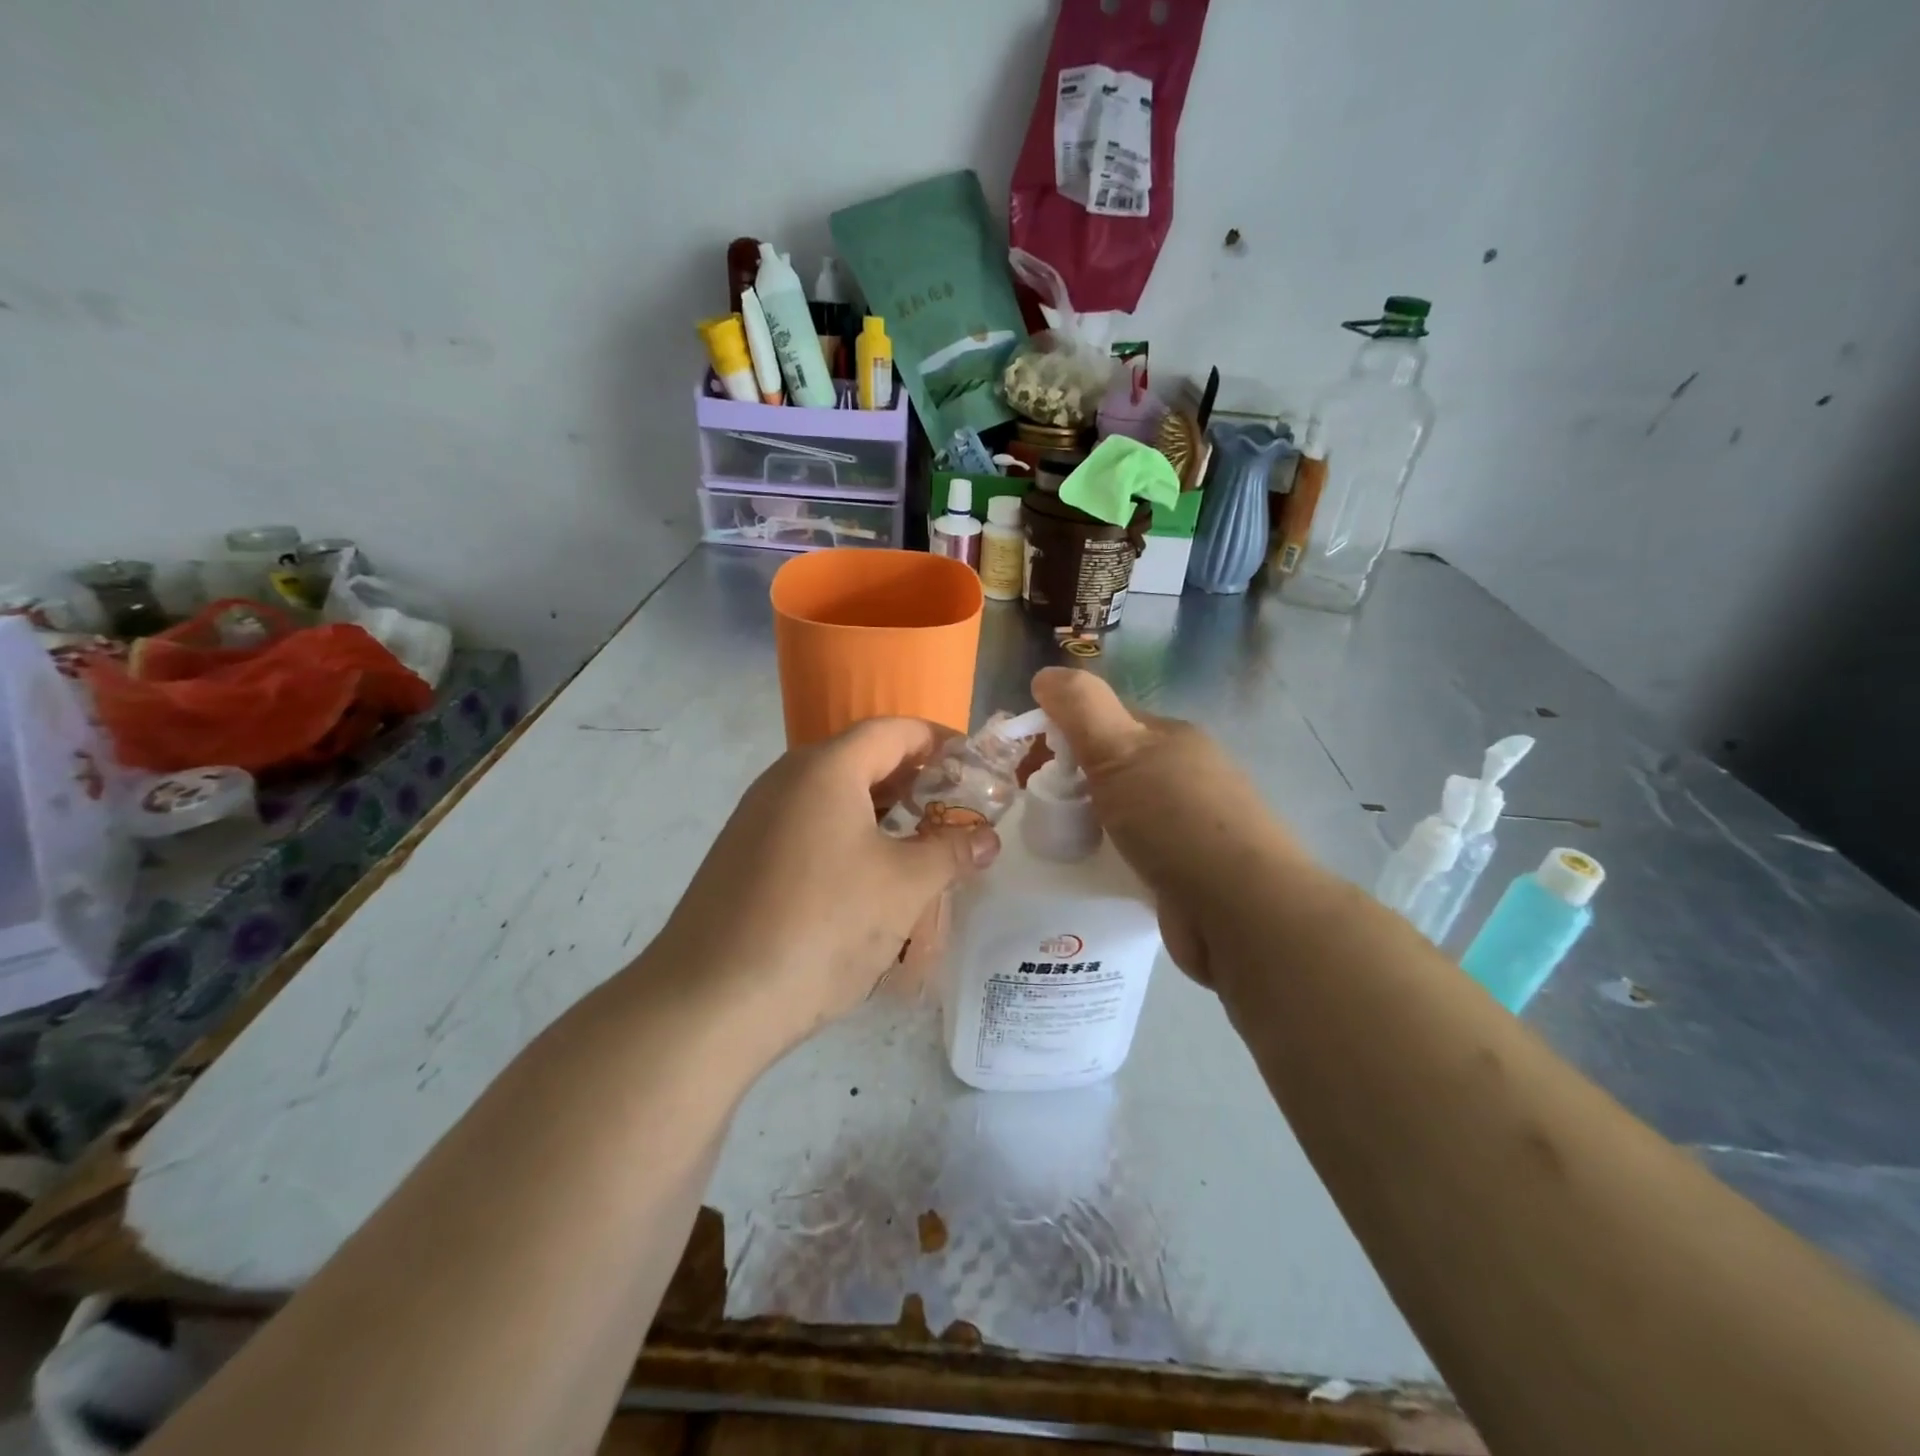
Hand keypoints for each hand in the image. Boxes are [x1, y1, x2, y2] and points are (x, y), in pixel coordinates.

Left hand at [653, 718, 1000, 1052]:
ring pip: (834, 795)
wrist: (711, 1000)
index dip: (940, 742)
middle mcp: (786, 779)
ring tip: (919, 846)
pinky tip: (866, 878)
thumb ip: (951, 851)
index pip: (894, 731)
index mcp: (826, 769)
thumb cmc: (822, 926)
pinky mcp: (743, 855)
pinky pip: (808, 826)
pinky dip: (847, 835)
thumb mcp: (903, 887)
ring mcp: (757, 817)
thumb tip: (987, 838)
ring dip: (881, 811)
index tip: (976, 768)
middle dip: (914, 780)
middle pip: (862, 759)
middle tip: (954, 812)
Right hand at [1031, 666, 1305, 986]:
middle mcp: (1186, 775)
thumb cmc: (1174, 819)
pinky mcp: (1189, 870)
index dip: (1065, 731)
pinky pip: (1136, 852)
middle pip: (1115, 767)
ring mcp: (1191, 824)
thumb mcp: (1119, 750)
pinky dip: (1112, 856)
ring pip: (1125, 811)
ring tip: (1058, 840)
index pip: (1108, 719)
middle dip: (1075, 781)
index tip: (1030, 760)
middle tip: (1039, 806)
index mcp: (1172, 738)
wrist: (1239, 909)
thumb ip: (1081, 708)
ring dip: (1092, 821)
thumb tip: (1046, 673)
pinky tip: (1093, 870)